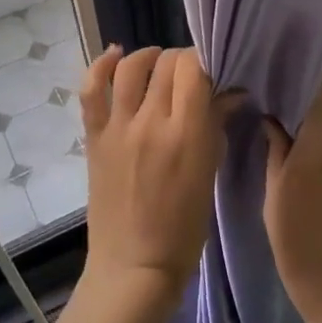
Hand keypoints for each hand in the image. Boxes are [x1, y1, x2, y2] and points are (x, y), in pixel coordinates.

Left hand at [78, 45, 236, 303]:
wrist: (134, 266)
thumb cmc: (183, 229)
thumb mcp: (209, 175)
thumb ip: (216, 127)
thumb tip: (230, 94)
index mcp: (186, 134)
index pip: (194, 69)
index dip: (204, 61)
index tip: (211, 73)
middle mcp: (150, 122)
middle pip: (167, 64)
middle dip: (183, 61)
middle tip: (190, 76)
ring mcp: (118, 128)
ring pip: (131, 68)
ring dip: (148, 57)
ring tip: (158, 62)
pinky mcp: (94, 137)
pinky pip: (91, 91)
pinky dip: (101, 66)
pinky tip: (115, 56)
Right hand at [263, 82, 321, 322]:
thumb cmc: (304, 250)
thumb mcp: (276, 199)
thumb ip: (277, 151)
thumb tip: (272, 117)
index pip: (318, 88)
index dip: (296, 72)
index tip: (268, 68)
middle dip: (302, 92)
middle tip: (267, 94)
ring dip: (313, 115)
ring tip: (278, 118)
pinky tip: (299, 149)